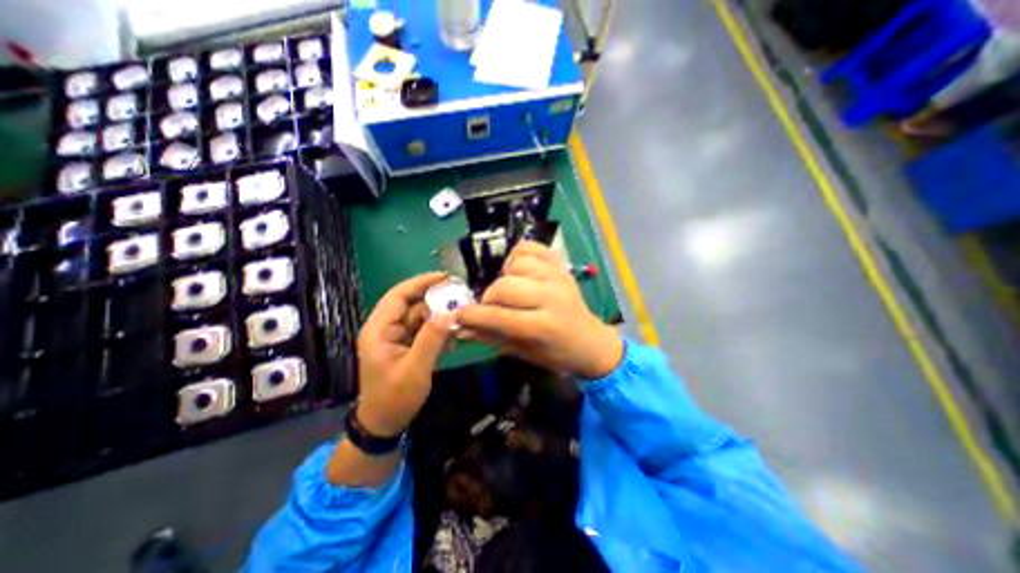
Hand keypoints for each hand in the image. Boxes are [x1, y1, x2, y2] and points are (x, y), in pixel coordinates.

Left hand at [355, 272, 454, 438]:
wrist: (384, 424)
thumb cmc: (394, 398)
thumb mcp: (415, 369)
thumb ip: (432, 339)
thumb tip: (450, 312)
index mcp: (379, 330)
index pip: (399, 296)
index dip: (421, 283)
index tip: (445, 277)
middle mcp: (386, 328)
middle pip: (412, 305)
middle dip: (436, 301)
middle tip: (461, 299)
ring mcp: (396, 337)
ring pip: (421, 317)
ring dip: (440, 317)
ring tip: (461, 319)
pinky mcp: (406, 345)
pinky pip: (424, 330)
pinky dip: (438, 330)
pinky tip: (452, 337)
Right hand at [461, 242, 621, 379]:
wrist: (590, 341)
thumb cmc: (556, 353)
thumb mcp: (523, 352)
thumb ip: (491, 337)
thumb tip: (461, 327)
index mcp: (543, 326)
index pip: (499, 317)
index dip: (473, 315)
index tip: (458, 316)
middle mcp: (551, 297)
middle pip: (504, 287)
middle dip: (489, 298)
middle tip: (492, 307)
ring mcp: (557, 277)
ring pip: (515, 265)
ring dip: (504, 278)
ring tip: (510, 291)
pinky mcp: (560, 266)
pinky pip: (530, 248)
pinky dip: (517, 256)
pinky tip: (518, 271)